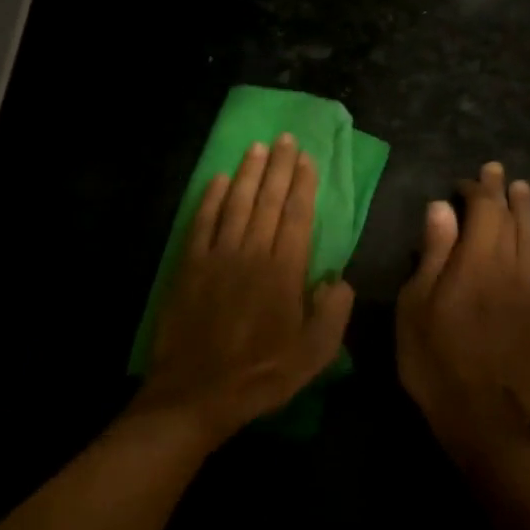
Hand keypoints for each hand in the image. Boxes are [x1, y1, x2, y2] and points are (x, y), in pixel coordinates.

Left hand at [139, 134, 355, 441]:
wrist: (197, 391)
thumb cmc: (260, 375)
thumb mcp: (314, 356)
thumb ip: (333, 314)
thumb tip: (340, 279)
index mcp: (284, 272)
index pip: (297, 216)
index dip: (303, 184)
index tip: (307, 158)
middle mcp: (252, 253)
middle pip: (268, 201)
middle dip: (279, 167)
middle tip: (286, 138)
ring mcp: (217, 256)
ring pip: (236, 203)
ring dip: (248, 173)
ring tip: (258, 147)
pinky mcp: (189, 265)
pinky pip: (202, 222)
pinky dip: (211, 198)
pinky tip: (219, 179)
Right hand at [396, 162, 529, 459]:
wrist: (480, 416)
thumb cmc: (433, 360)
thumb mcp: (415, 306)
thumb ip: (433, 255)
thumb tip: (441, 208)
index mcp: (474, 264)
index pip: (482, 212)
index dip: (476, 191)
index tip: (465, 181)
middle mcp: (508, 271)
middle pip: (511, 222)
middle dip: (503, 193)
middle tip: (499, 172)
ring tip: (525, 192)